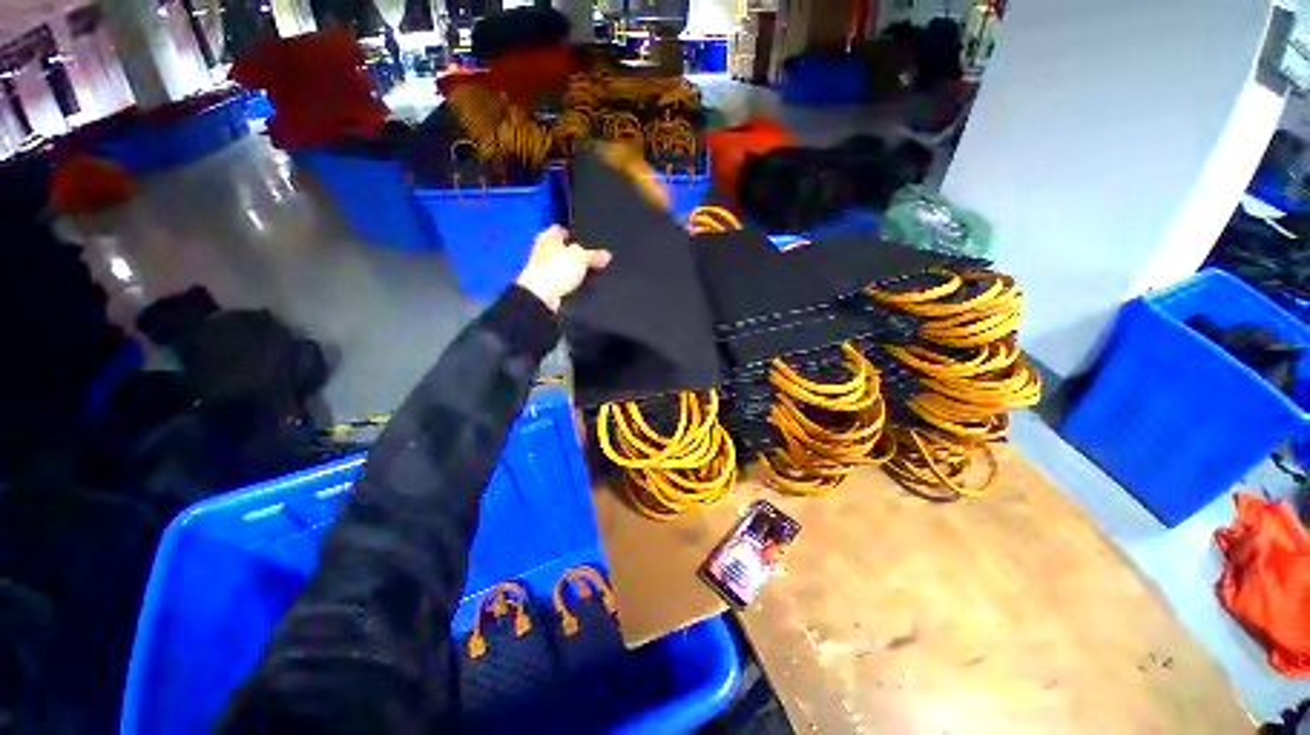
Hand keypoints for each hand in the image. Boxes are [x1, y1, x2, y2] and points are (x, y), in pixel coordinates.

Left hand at [515, 226, 611, 311]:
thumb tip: (607, 255)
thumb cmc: (556, 268)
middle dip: (576, 252)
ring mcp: (544, 270)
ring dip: (574, 269)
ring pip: (563, 266)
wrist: (542, 297)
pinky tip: (582, 285)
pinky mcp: (548, 286)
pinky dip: (571, 283)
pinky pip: (563, 281)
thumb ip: (594, 255)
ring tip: (591, 272)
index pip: (561, 229)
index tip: (586, 237)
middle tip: (593, 255)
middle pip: (562, 248)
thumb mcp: (581, 257)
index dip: (573, 232)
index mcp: (548, 237)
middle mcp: (543, 251)